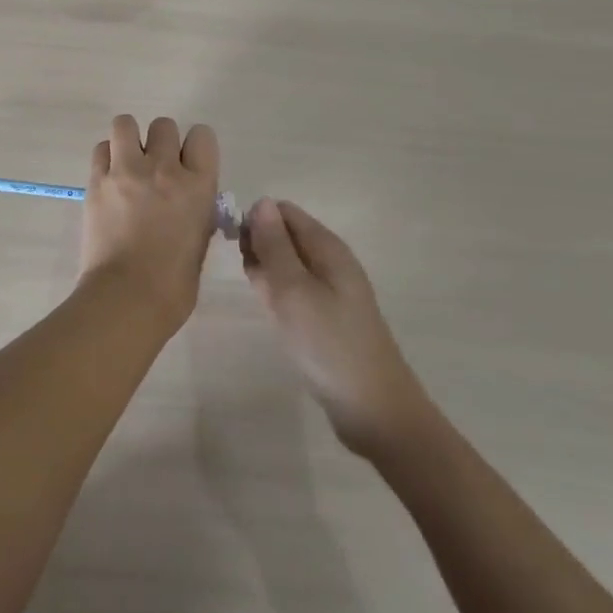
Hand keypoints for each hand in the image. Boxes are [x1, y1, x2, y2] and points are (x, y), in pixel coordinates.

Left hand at [79, 115, 219, 331]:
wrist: (127, 298)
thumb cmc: (173, 285)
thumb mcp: (200, 242)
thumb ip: (197, 212)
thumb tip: (189, 201)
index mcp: (198, 186)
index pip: (202, 136)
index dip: (194, 147)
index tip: (188, 163)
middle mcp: (164, 169)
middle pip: (164, 126)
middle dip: (161, 142)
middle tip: (154, 168)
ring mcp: (127, 171)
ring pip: (126, 124)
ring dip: (129, 139)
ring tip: (128, 163)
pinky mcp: (97, 180)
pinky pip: (101, 148)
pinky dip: (106, 156)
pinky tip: (109, 178)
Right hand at [242, 199, 434, 459]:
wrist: (374, 410)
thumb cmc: (329, 344)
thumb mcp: (293, 290)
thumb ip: (274, 245)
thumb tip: (260, 202)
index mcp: (326, 247)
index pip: (282, 211)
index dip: (255, 222)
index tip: (239, 249)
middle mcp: (329, 261)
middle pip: (283, 236)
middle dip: (259, 250)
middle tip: (255, 283)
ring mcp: (329, 289)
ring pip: (285, 265)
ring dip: (266, 276)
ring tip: (265, 303)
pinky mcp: (326, 315)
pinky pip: (293, 291)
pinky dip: (278, 297)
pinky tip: (274, 317)